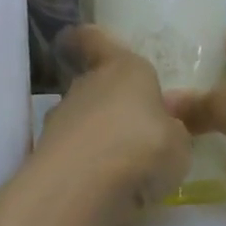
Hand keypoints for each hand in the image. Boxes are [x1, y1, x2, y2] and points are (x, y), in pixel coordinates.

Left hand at [38, 27, 191, 217]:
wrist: (82, 186)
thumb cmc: (142, 147)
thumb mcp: (179, 143)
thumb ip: (172, 130)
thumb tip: (165, 124)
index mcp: (123, 68)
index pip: (95, 39)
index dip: (90, 40)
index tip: (82, 41)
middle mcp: (87, 85)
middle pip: (94, 84)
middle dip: (110, 102)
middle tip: (135, 126)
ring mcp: (61, 117)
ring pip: (82, 118)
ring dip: (98, 135)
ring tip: (124, 165)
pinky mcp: (46, 151)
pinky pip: (73, 151)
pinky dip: (86, 163)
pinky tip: (105, 185)